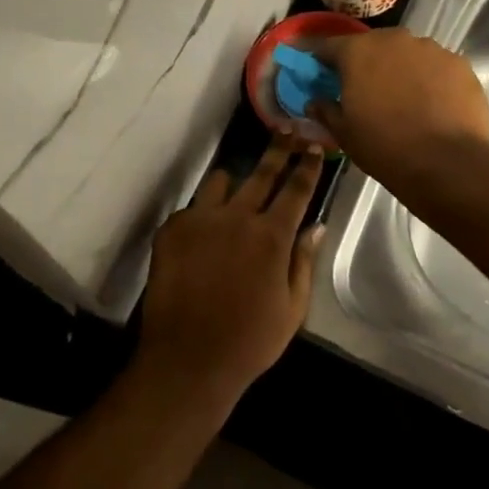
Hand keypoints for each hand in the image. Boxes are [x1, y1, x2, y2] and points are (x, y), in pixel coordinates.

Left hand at [136, 137, 324, 409]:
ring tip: (235, 193)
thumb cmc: (250, 341)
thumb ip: (303, 261)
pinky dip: (202, 214)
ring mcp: (201, 219)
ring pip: (221, 182)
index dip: (308, 165)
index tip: (315, 146)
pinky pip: (192, 207)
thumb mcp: (292, 308)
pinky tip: (203, 235)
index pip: (296, 189)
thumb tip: (315, 226)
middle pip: (262, 172)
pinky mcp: (172, 229)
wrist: (187, 359)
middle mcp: (237, 217)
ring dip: (233, 183)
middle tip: (288, 129)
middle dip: (279, 148)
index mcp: (272, 236)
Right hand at [311, 30, 488, 188]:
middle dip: (366, 62)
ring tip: (404, 99)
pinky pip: (437, 67)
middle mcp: (394, 39)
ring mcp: (431, 49)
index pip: (329, 46)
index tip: (318, 72)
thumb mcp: (344, 133)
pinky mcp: (460, 64)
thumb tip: (315, 102)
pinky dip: (431, 80)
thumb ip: (325, 110)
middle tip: (365, 90)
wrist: (447, 163)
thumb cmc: (384, 146)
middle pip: (373, 45)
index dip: (321, 59)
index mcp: (358, 51)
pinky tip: (433, 105)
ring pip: (408, 54)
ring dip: (401, 69)